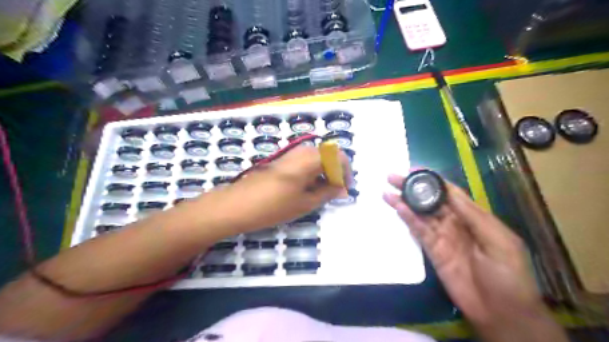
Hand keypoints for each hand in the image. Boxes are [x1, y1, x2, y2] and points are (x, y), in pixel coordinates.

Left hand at [217, 146, 348, 230]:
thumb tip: (342, 189)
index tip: (345, 189)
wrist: (237, 205)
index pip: (338, 156)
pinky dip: (311, 173)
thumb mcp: (305, 203)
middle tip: (335, 191)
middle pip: (327, 155)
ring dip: (323, 172)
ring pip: (315, 158)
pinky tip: (307, 188)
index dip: (346, 172)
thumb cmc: (273, 206)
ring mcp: (289, 155)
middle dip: (335, 172)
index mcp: (310, 159)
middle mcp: (301, 151)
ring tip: (322, 192)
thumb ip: (327, 193)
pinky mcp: (281, 161)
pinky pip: (303, 162)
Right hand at [385, 175, 552, 329]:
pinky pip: (418, 231)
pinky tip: (398, 208)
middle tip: (393, 178)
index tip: (414, 169)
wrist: (501, 313)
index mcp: (474, 217)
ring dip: (405, 202)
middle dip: (413, 188)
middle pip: (431, 201)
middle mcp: (455, 223)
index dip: (432, 180)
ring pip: (421, 214)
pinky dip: (408, 219)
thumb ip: (473, 216)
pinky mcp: (432, 250)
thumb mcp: (499, 241)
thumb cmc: (508, 275)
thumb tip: (449, 193)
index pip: (450, 192)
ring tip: (388, 191)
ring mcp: (442, 236)